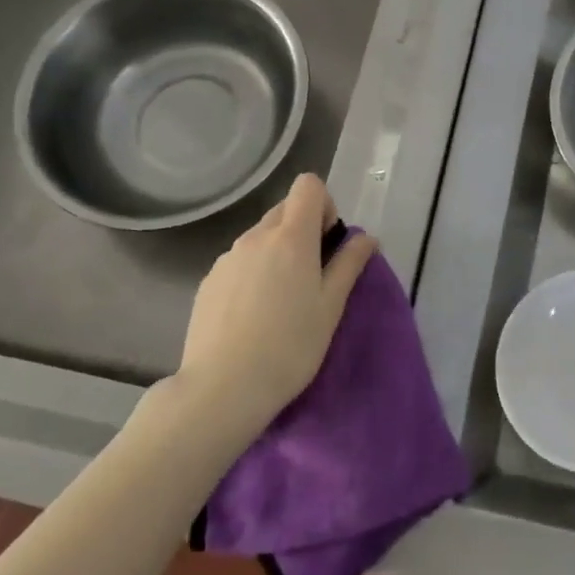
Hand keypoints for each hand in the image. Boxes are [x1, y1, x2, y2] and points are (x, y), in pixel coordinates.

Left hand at [174, 174, 377, 436]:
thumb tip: (366, 237)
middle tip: (312, 276)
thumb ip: (349, 264)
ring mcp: (226, 258)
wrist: (223, 388)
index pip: (308, 186)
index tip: (329, 242)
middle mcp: (255, 237)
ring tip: (281, 302)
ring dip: (277, 253)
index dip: (324, 204)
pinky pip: (239, 262)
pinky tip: (253, 316)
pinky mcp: (208, 281)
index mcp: (291, 237)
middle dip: (303, 230)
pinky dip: (253, 273)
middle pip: (284, 210)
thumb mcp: (331, 306)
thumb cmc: (290, 346)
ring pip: (260, 237)